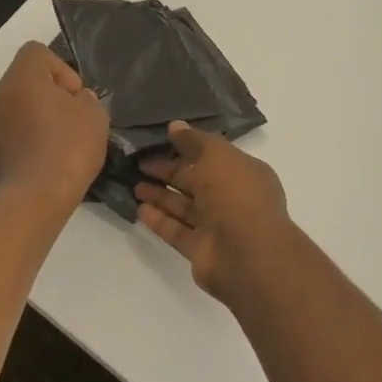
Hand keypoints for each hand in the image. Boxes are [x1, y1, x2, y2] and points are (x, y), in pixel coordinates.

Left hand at [0, 42, 108, 211]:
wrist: (32, 201)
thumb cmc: (66, 148)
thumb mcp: (94, 116)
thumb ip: (86, 100)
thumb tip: (75, 101)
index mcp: (20, 78)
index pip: (36, 52)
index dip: (60, 69)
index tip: (75, 97)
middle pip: (24, 83)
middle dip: (47, 98)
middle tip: (71, 122)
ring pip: (13, 113)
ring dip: (33, 122)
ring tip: (57, 149)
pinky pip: (6, 140)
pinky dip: (22, 146)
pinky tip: (41, 168)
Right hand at [135, 122, 291, 303]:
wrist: (248, 254)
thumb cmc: (235, 194)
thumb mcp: (215, 154)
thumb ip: (193, 140)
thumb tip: (175, 126)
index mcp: (242, 172)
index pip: (211, 156)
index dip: (186, 147)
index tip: (159, 141)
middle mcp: (232, 198)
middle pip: (195, 181)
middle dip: (168, 171)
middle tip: (139, 162)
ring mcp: (217, 226)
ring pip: (184, 206)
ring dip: (160, 195)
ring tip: (134, 185)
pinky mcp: (201, 250)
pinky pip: (177, 231)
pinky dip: (160, 220)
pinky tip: (140, 209)